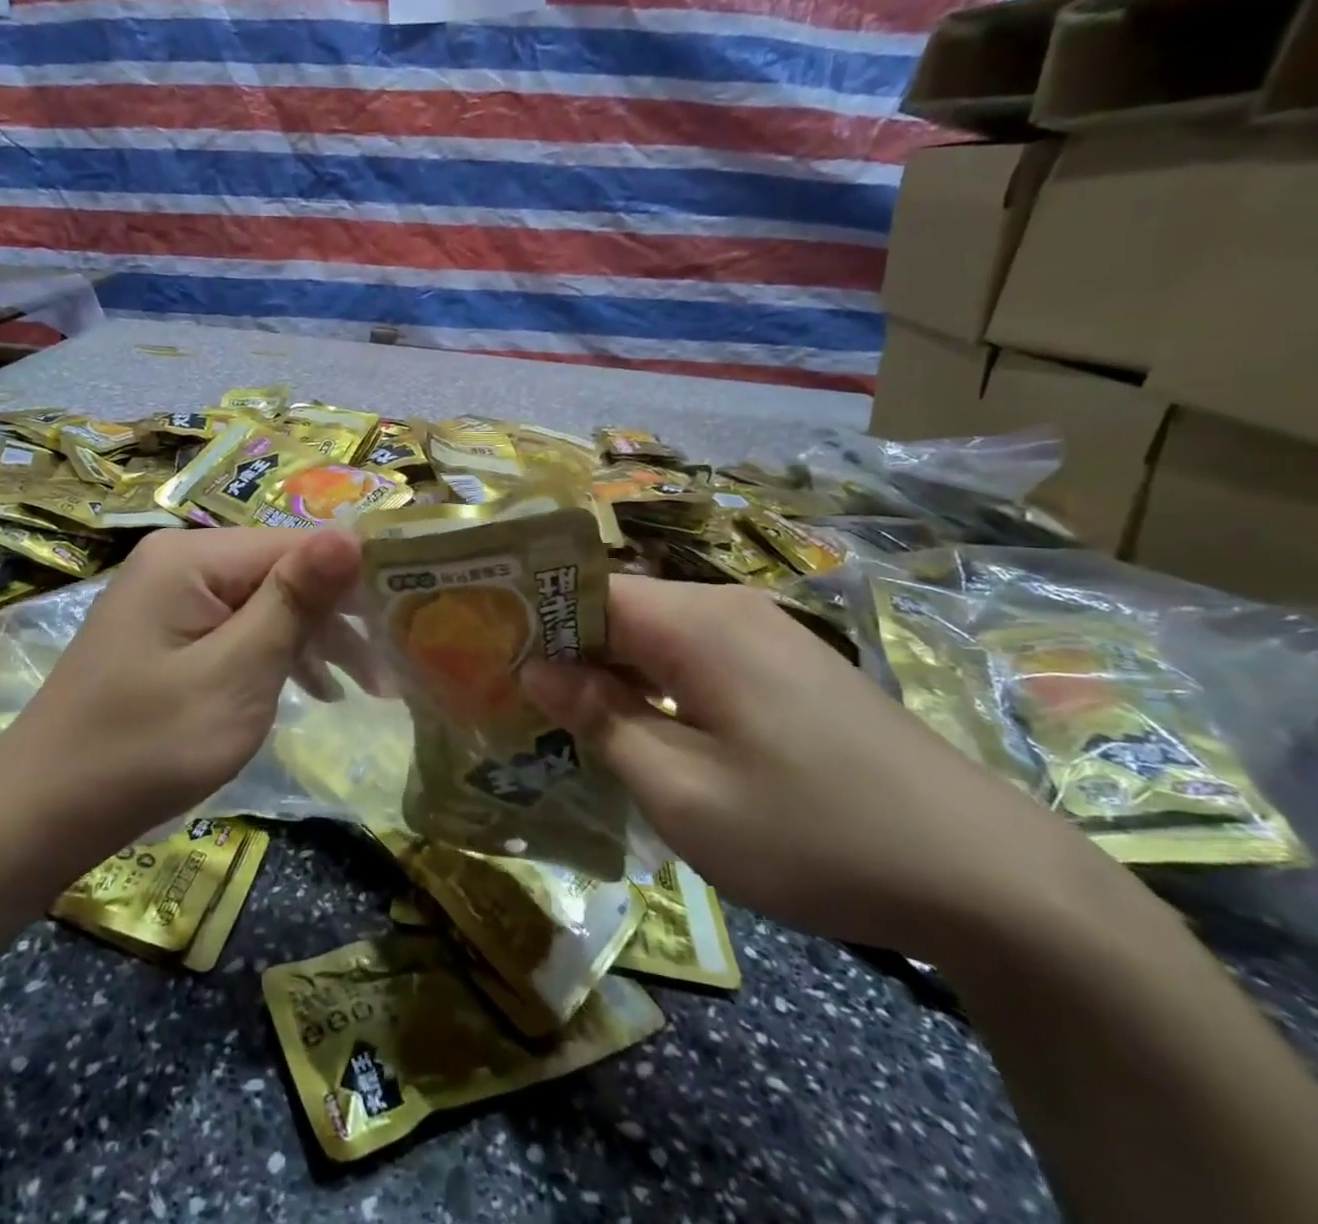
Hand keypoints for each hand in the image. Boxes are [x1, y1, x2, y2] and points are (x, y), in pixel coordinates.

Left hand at [0, 526, 363, 882]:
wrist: (42, 814)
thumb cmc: (146, 746)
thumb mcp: (235, 675)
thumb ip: (294, 601)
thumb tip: (351, 533)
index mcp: (193, 556)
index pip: (297, 545)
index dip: (354, 579)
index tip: (406, 622)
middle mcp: (180, 560)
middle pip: (281, 571)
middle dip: (336, 617)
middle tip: (387, 671)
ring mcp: (170, 596)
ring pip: (264, 602)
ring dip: (312, 640)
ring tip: (362, 688)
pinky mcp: (168, 632)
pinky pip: (237, 627)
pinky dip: (275, 654)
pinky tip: (312, 687)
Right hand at [523, 578, 1111, 960]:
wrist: (988, 879)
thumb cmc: (814, 832)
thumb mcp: (683, 791)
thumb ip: (602, 721)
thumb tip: (538, 671)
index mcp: (697, 622)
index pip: (586, 590)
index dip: (531, 616)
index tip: (484, 651)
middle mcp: (727, 609)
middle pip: (618, 608)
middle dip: (563, 647)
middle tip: (510, 694)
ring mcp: (763, 637)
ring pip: (654, 635)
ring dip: (606, 671)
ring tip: (558, 717)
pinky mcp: (785, 670)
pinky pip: (693, 659)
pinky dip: (652, 685)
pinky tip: (636, 730)